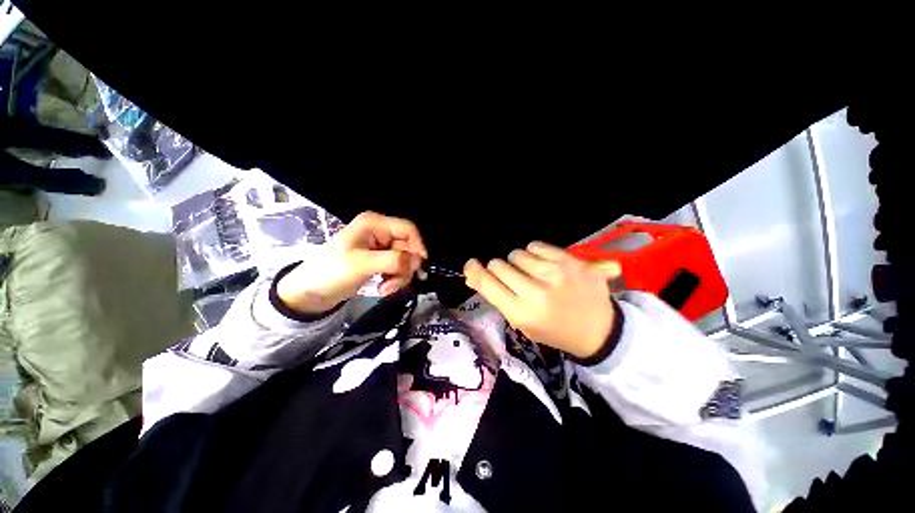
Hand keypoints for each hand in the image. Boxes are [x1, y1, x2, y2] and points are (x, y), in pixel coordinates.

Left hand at [276, 211, 427, 313]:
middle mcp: (380, 232)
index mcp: (374, 224)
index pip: (408, 229)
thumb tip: (416, 262)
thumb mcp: (362, 264)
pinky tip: (383, 288)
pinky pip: (398, 268)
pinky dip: (394, 279)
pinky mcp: (379, 260)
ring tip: (386, 288)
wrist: (310, 292)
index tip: (420, 266)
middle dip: (406, 266)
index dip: (418, 246)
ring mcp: (380, 247)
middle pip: (408, 246)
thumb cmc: (332, 272)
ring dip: (400, 276)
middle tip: (396, 282)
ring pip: (405, 259)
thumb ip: (392, 260)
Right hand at [463, 242, 619, 358]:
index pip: (487, 283)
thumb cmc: (553, 330)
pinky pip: (536, 245)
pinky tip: (545, 266)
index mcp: (522, 313)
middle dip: (500, 269)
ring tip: (533, 274)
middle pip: (499, 264)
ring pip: (517, 254)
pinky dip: (535, 254)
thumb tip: (472, 274)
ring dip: (519, 263)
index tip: (471, 264)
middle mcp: (537, 292)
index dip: (475, 271)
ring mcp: (556, 274)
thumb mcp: (522, 322)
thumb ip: (497, 297)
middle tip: (513, 279)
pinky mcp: (571, 261)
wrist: (598, 330)